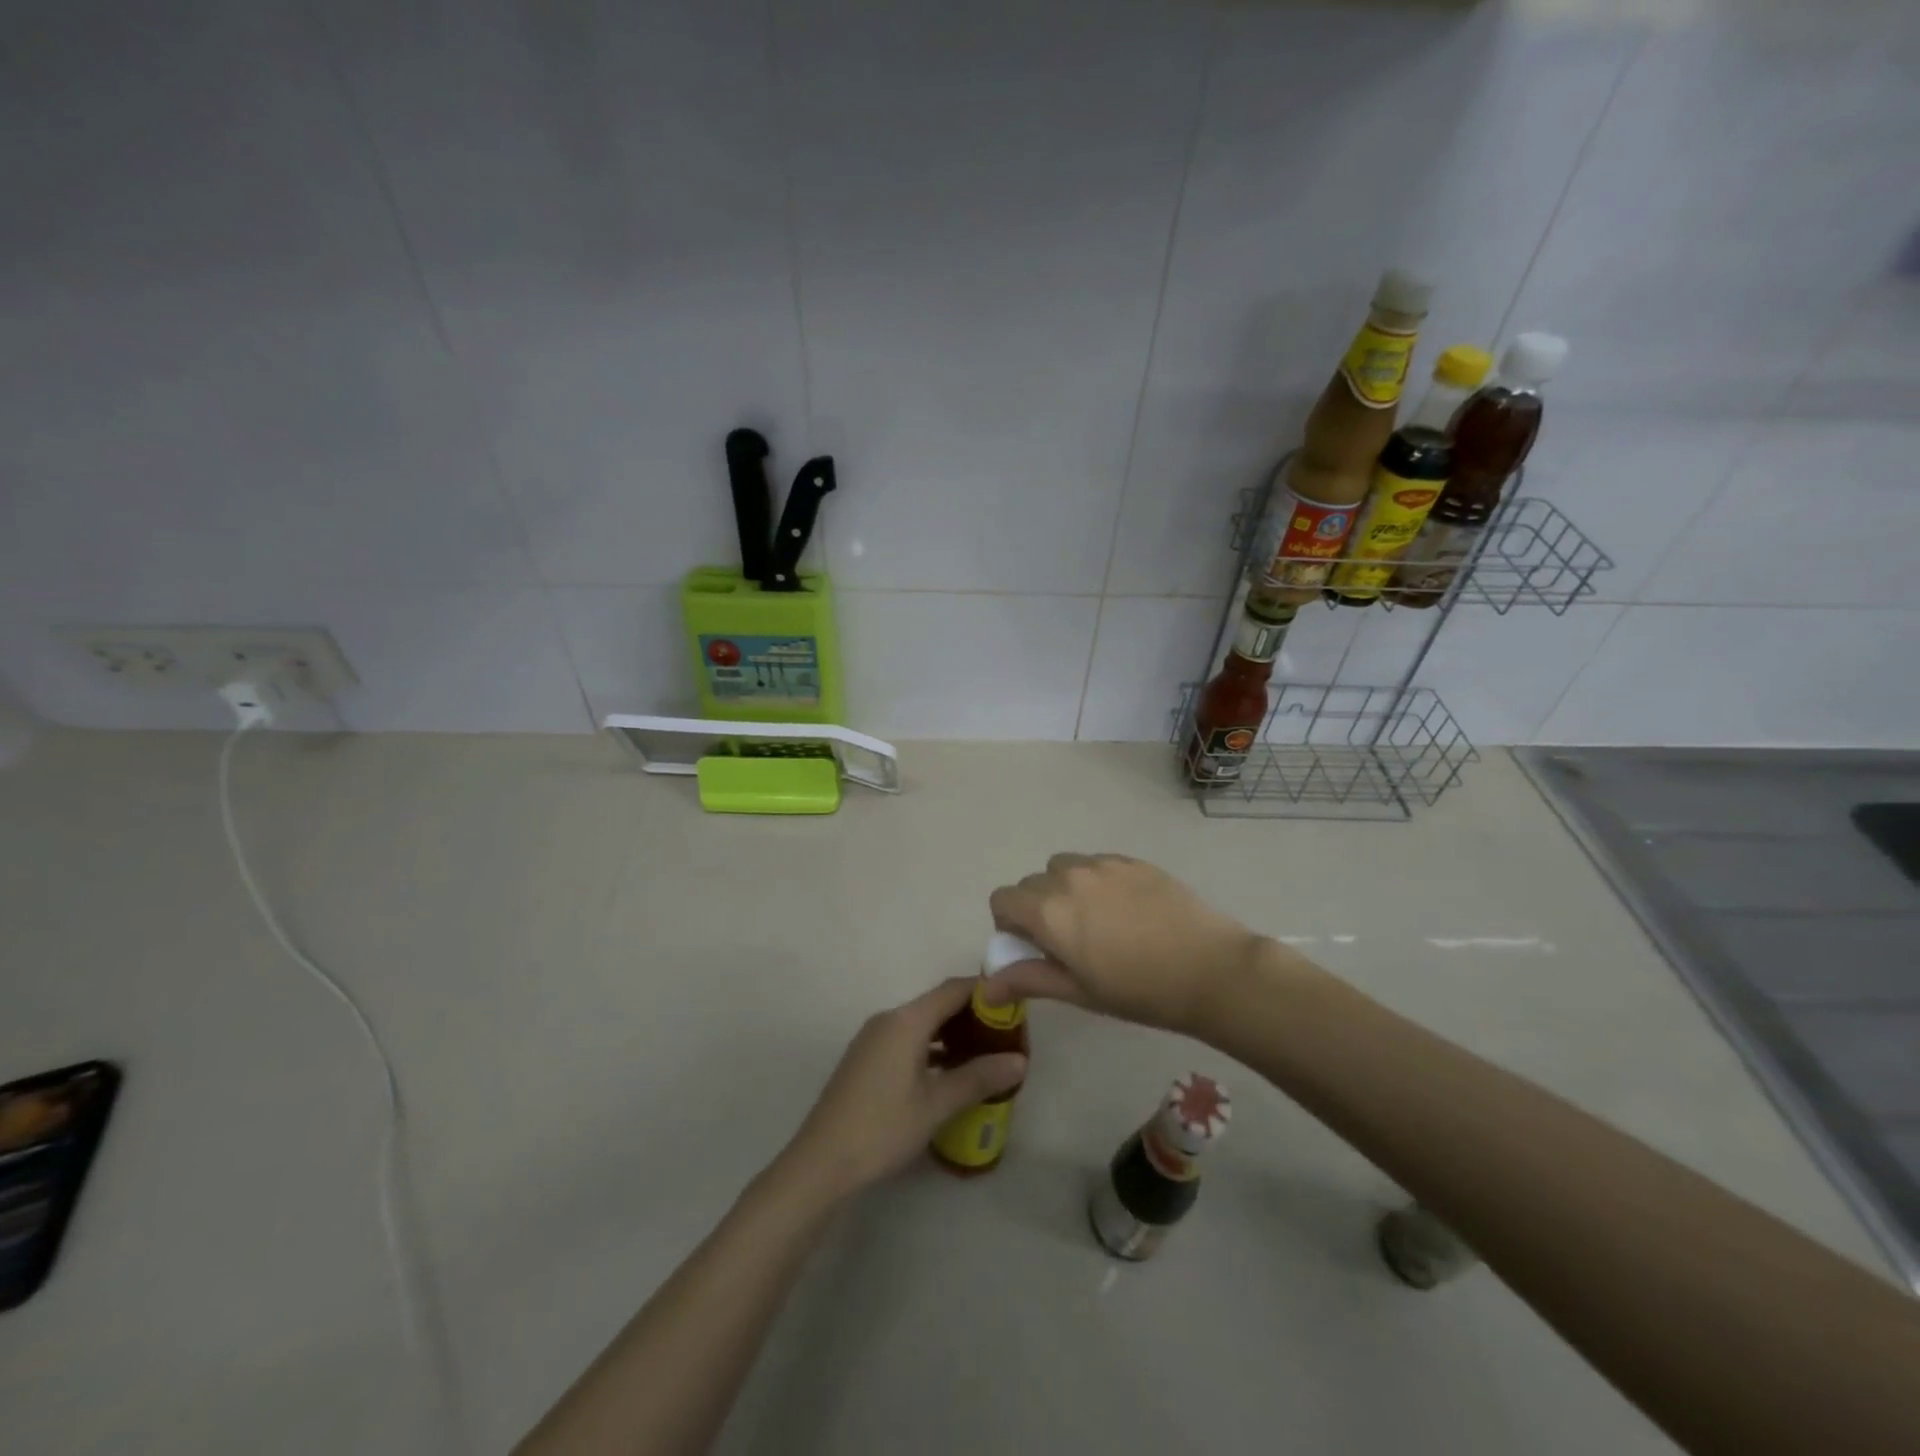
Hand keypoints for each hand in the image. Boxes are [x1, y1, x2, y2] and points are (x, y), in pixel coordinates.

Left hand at [782, 979, 1026, 1198]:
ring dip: (952, 1033)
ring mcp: (873, 1038)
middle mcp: (889, 1019)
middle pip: (937, 1004)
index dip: (985, 992)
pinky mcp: (866, 1058)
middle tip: (1006, 1035)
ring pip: (921, 1023)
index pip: (953, 990)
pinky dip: (931, 1047)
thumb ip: (978, 1078)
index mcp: (906, 1020)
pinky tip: (949, 1072)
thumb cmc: (882, 1127)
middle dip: (972, 1015)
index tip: (1014, 1004)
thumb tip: (1020, 1060)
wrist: (821, 1162)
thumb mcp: (936, 1105)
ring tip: (985, 1054)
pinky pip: (907, 1039)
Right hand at [985, 853, 1272, 1034]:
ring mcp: (1103, 864)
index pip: (1002, 900)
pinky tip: (1127, 910)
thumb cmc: (1140, 991)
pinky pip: (1097, 863)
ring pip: (1064, 867)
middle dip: (1037, 908)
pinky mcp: (1133, 860)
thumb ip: (1028, 979)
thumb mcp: (1079, 991)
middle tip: (1068, 941)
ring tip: (1097, 921)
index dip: (1010, 924)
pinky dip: (1096, 881)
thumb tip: (985, 987)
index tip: (1034, 947)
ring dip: (1065, 889)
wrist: (1211, 970)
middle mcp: (1068, 877)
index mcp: (1048, 911)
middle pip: (1031, 883)